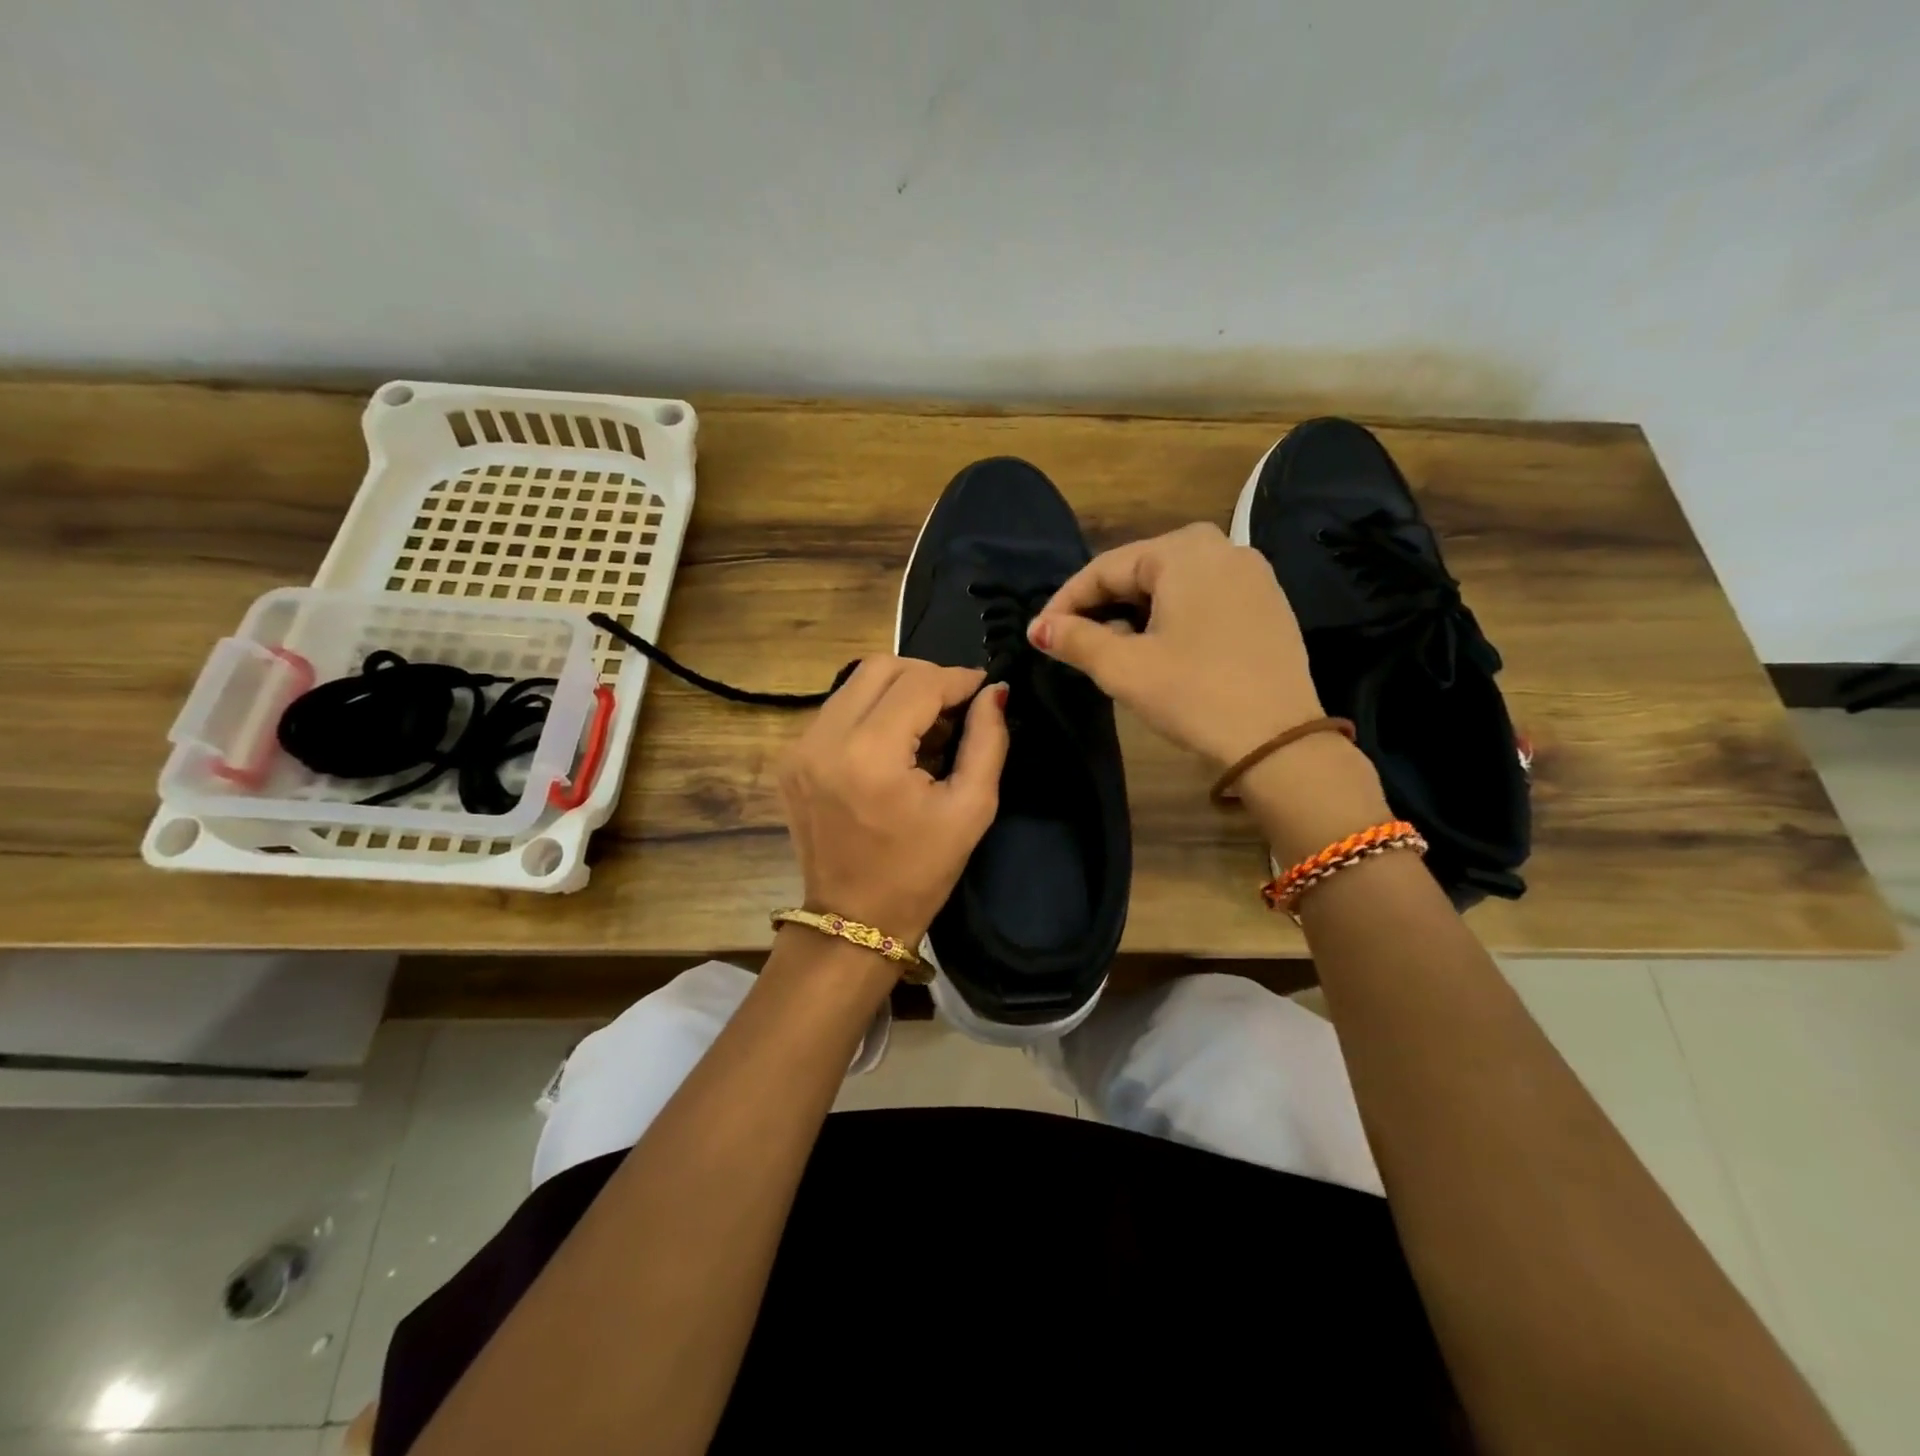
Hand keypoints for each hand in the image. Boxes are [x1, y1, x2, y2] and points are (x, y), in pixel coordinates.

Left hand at [779, 656, 1008, 944]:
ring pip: (854, 683)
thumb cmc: (919, 873)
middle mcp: (824, 739)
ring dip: (897, 691)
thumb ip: (987, 742)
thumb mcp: (970, 809)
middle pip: (880, 668)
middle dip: (926, 676)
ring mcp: (799, 747)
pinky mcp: (790, 759)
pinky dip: (870, 711)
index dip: (958, 679)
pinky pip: (837, 710)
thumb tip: (994, 694)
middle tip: (955, 705)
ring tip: (927, 725)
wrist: (852, 921)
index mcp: (870, 754)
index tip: (984, 688)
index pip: (919, 684)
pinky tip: (894, 742)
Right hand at [1028, 523, 1321, 768]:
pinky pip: (1203, 597)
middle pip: (1140, 570)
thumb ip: (1075, 639)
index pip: (1105, 568)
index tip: (1040, 634)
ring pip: (1172, 584)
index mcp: (1183, 551)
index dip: (1065, 602)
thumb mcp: (1124, 667)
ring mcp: (1251, 574)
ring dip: (1134, 612)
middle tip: (1072, 641)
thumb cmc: (1193, 695)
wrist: (1278, 741)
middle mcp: (1221, 547)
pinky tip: (1159, 647)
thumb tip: (1038, 628)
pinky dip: (1172, 617)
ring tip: (1111, 648)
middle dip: (1101, 605)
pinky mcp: (1267, 603)